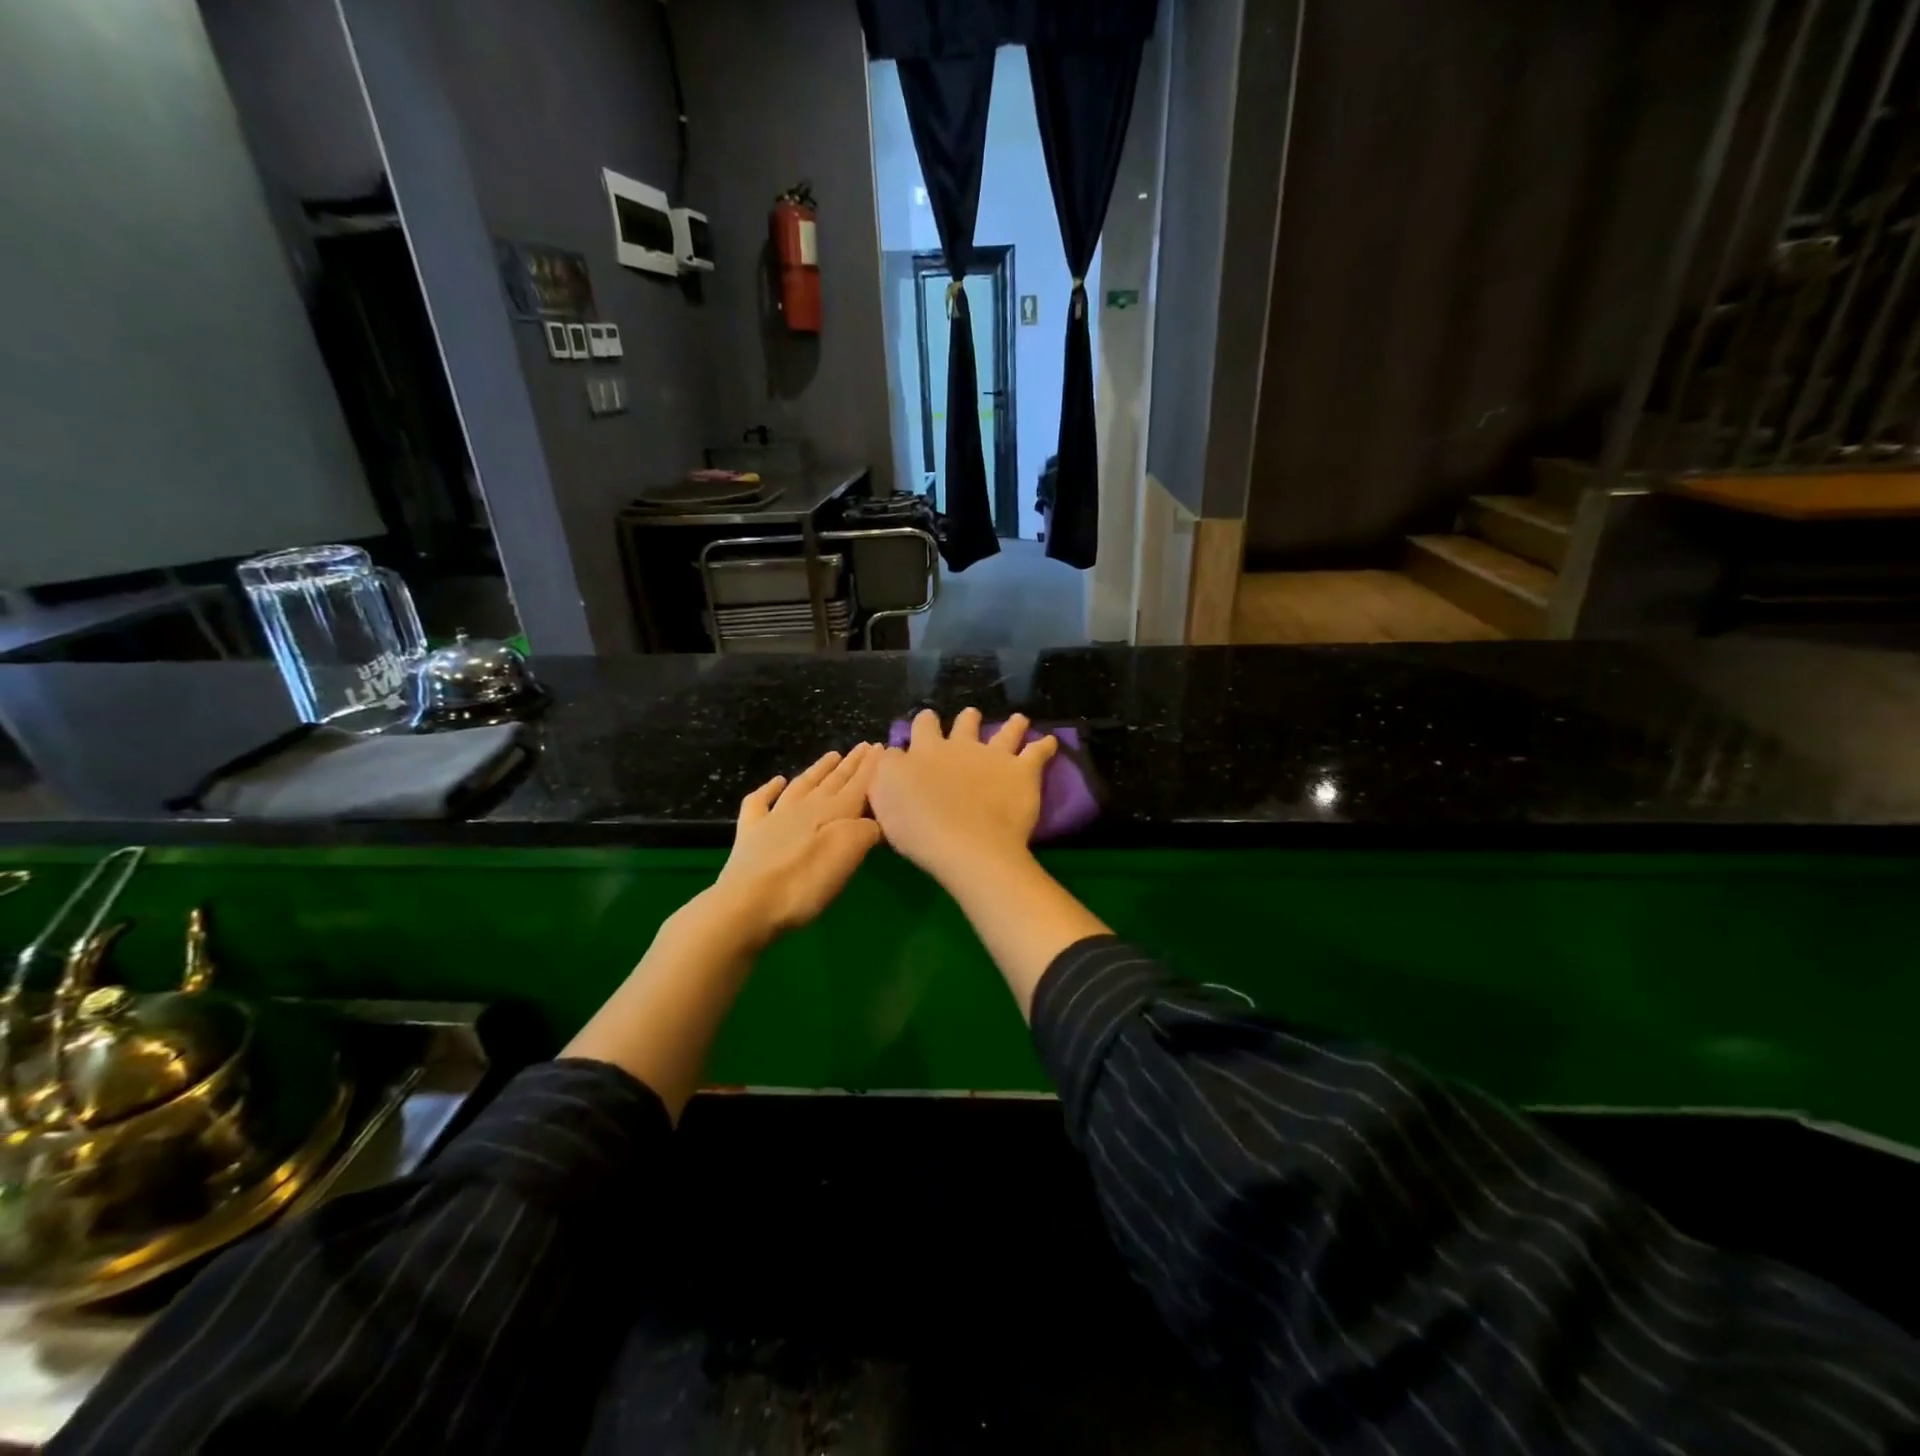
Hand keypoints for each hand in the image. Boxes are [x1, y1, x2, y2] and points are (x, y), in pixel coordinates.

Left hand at [710, 744, 882, 943]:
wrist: (747, 905)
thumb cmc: (805, 883)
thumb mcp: (848, 855)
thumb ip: (866, 831)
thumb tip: (872, 820)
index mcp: (834, 812)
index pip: (858, 784)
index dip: (871, 767)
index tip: (882, 746)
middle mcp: (806, 807)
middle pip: (833, 781)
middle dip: (851, 763)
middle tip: (865, 746)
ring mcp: (775, 817)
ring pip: (802, 785)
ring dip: (819, 769)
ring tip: (832, 755)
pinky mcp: (751, 833)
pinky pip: (760, 802)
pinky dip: (769, 789)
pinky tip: (776, 782)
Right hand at [868, 709, 1056, 886]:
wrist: (965, 845)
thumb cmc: (917, 826)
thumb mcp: (883, 795)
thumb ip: (886, 769)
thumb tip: (891, 752)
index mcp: (926, 751)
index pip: (922, 728)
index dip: (924, 724)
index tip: (927, 722)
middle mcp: (961, 746)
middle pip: (964, 725)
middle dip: (966, 720)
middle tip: (970, 717)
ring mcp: (994, 756)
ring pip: (1005, 732)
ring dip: (1011, 725)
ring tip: (1018, 720)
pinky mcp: (1022, 772)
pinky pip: (1038, 752)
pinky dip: (1045, 745)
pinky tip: (1051, 741)